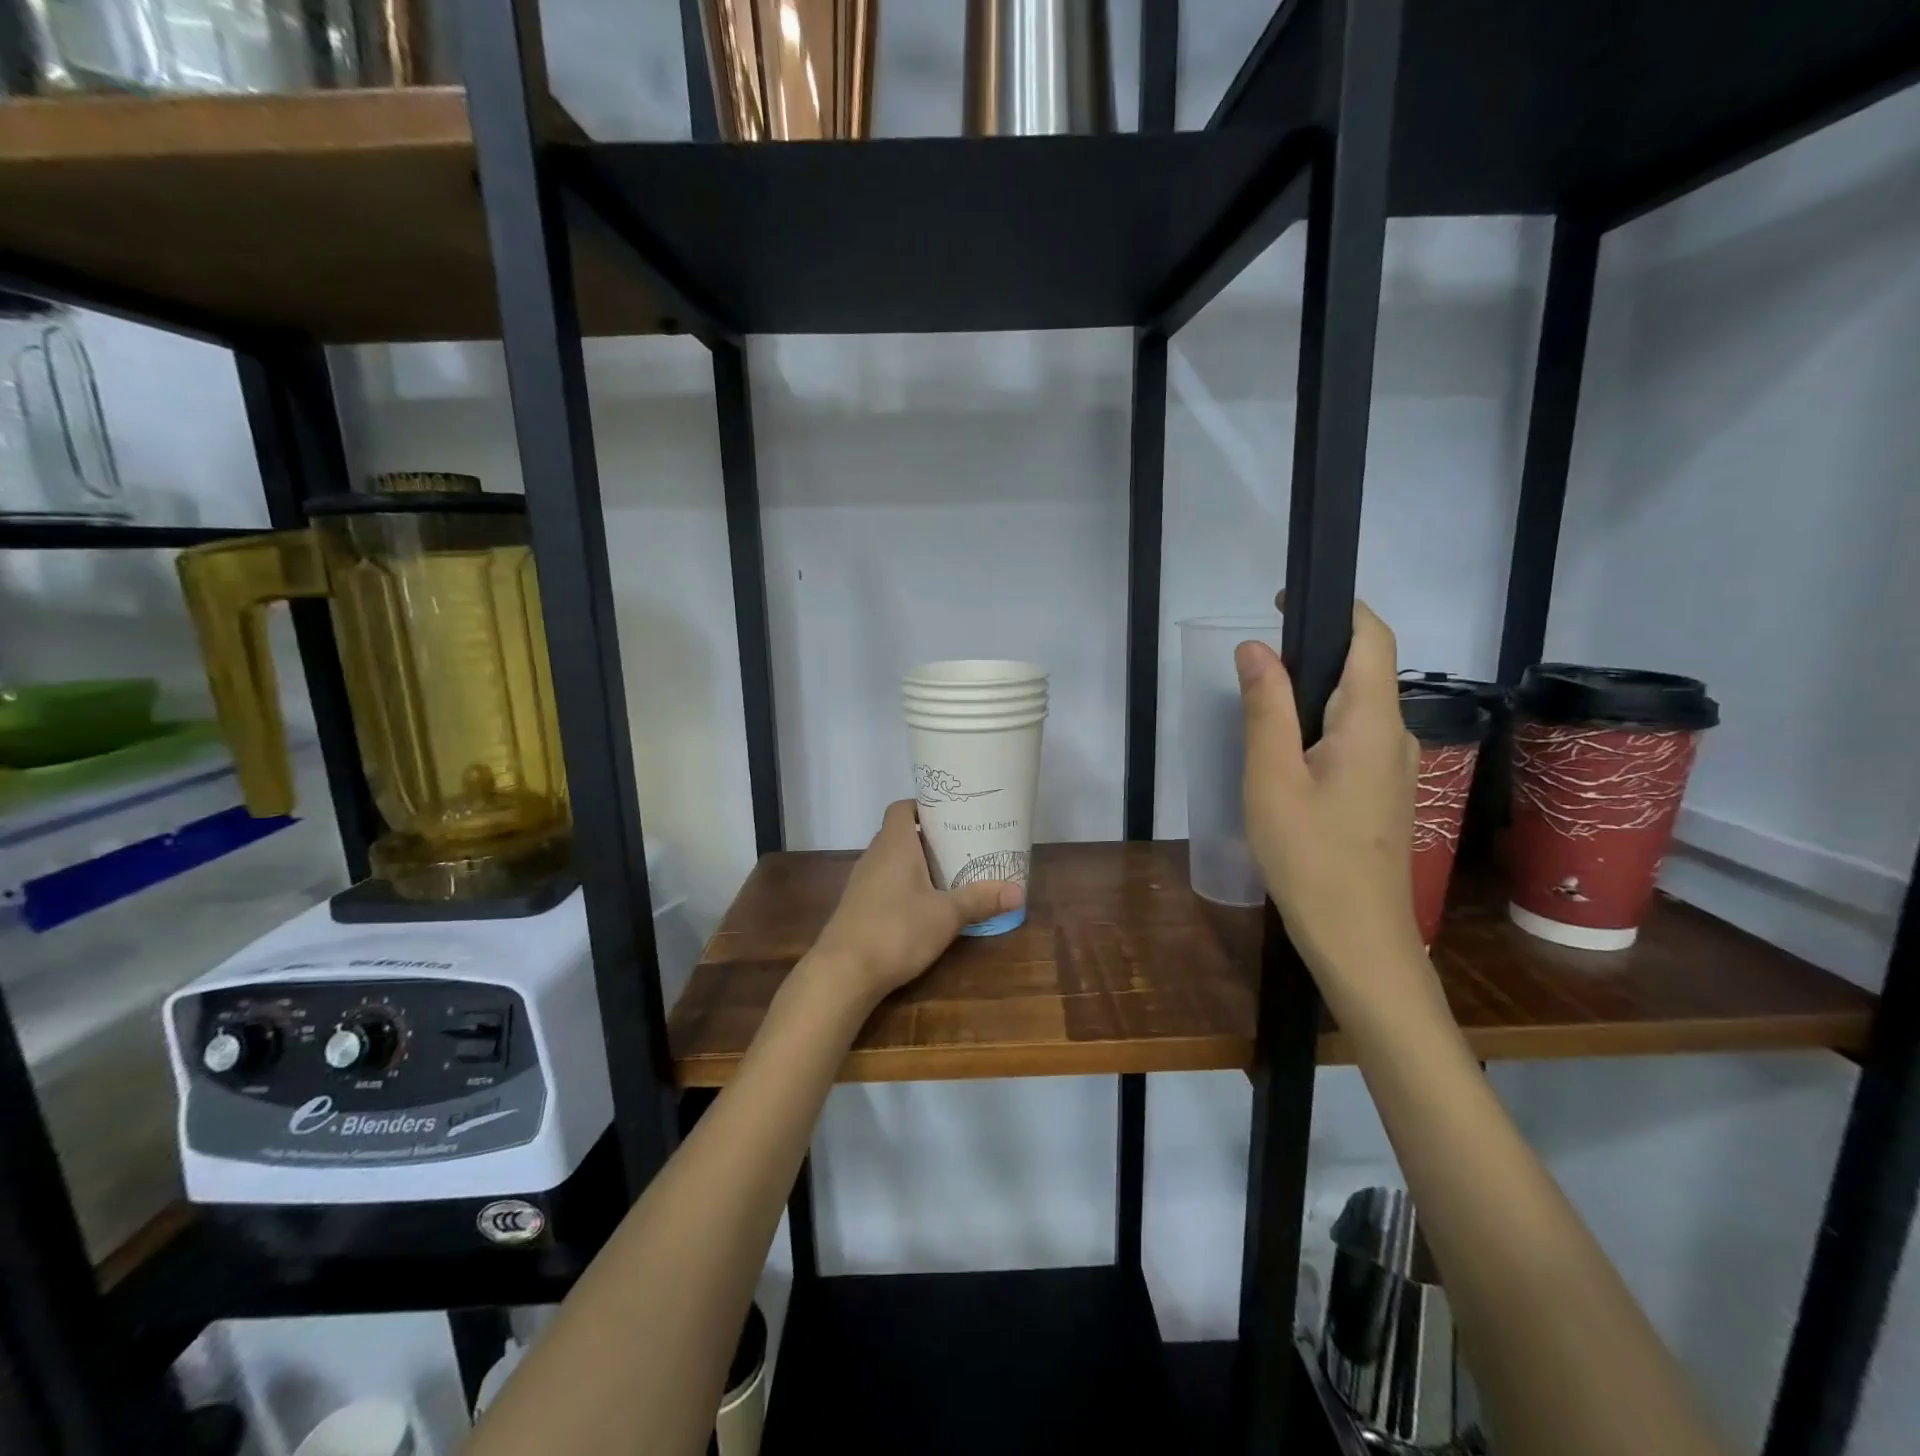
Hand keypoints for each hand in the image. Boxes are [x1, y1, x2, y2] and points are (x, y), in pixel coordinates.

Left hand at [808, 800, 1024, 1006]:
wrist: (843, 972)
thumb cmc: (897, 930)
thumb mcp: (946, 915)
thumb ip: (980, 899)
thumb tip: (1020, 891)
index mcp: (894, 844)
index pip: (902, 807)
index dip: (925, 806)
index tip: (952, 815)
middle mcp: (874, 855)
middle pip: (901, 833)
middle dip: (930, 838)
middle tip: (963, 845)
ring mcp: (862, 882)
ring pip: (893, 860)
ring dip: (918, 864)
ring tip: (950, 874)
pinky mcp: (858, 907)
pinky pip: (885, 883)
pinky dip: (905, 886)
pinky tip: (925, 906)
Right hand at [1238, 601, 1428, 1001]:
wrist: (1359, 939)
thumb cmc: (1309, 856)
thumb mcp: (1272, 778)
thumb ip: (1266, 708)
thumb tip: (1256, 647)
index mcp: (1373, 722)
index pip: (1372, 637)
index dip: (1336, 607)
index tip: (1284, 600)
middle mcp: (1397, 735)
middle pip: (1364, 669)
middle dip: (1315, 648)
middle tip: (1255, 660)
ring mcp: (1396, 766)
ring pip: (1358, 706)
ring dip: (1314, 690)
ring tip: (1261, 704)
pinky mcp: (1385, 791)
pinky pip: (1355, 736)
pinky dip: (1320, 723)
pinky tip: (1285, 752)